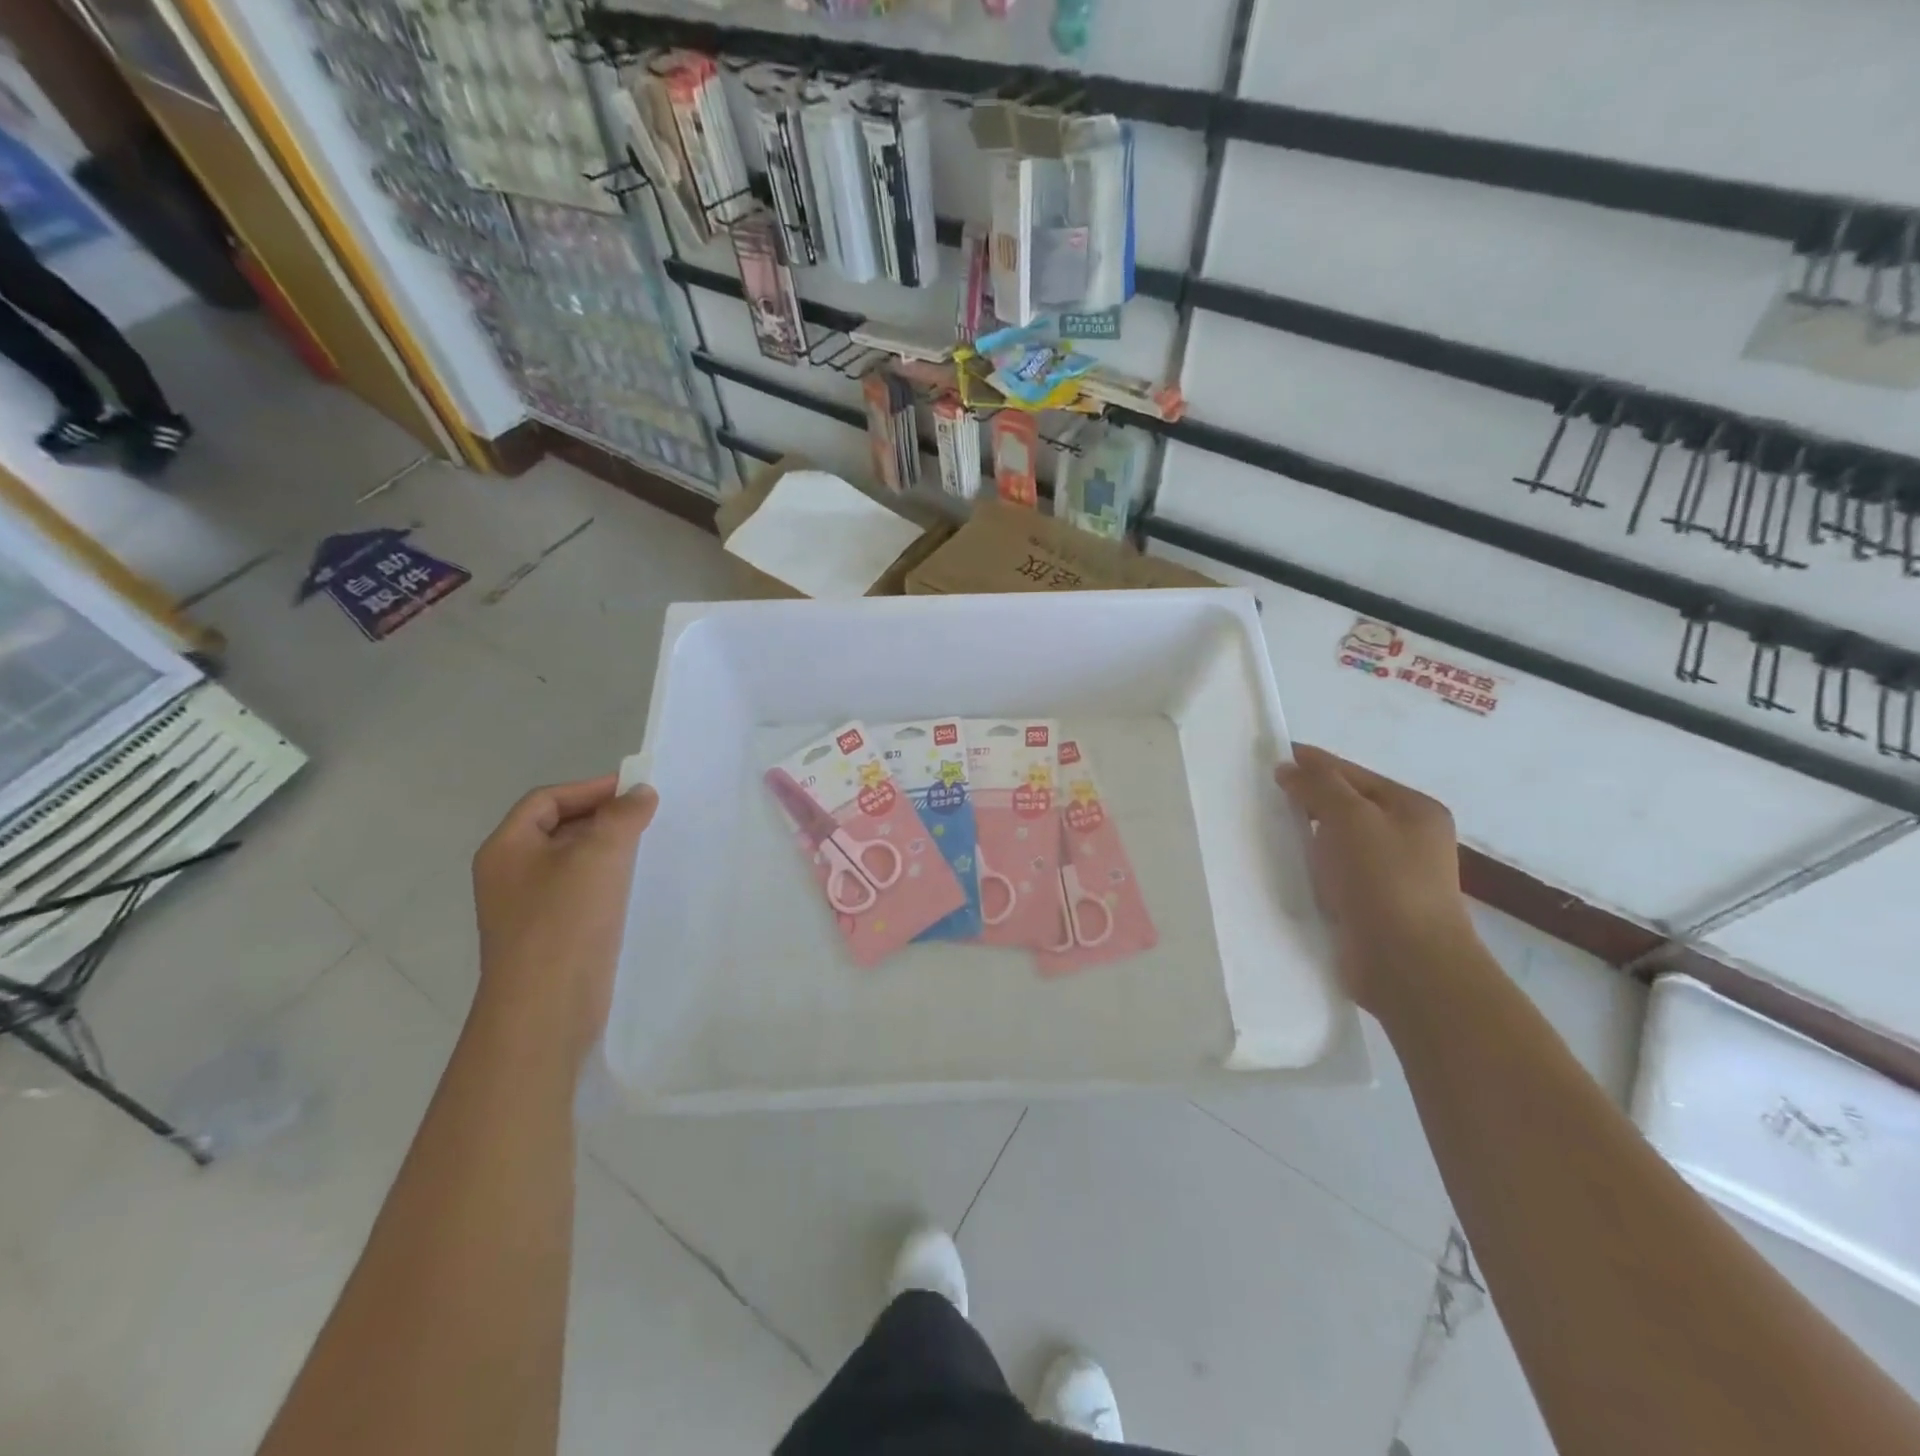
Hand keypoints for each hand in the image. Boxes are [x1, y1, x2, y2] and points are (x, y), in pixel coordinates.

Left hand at [470, 776, 658, 1066]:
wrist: (545, 1009)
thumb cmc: (565, 922)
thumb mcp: (599, 855)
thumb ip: (623, 816)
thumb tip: (641, 794)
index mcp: (507, 849)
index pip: (546, 800)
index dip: (590, 788)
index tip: (636, 791)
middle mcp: (510, 875)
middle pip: (558, 829)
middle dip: (602, 818)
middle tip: (647, 817)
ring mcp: (527, 909)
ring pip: (572, 864)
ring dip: (608, 851)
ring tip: (648, 848)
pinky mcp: (550, 937)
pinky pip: (580, 895)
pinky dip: (607, 883)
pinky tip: (636, 889)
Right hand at [1276, 745, 1475, 1012]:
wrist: (1408, 964)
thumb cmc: (1383, 880)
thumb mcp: (1350, 817)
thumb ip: (1319, 785)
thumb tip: (1289, 767)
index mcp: (1414, 808)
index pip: (1353, 773)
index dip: (1313, 764)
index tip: (1271, 758)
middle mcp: (1409, 837)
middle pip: (1347, 806)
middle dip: (1308, 799)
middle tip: (1264, 795)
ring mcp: (1392, 874)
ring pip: (1338, 841)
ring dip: (1307, 836)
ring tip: (1268, 830)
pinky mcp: (1373, 905)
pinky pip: (1335, 873)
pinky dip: (1312, 867)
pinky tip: (1288, 868)